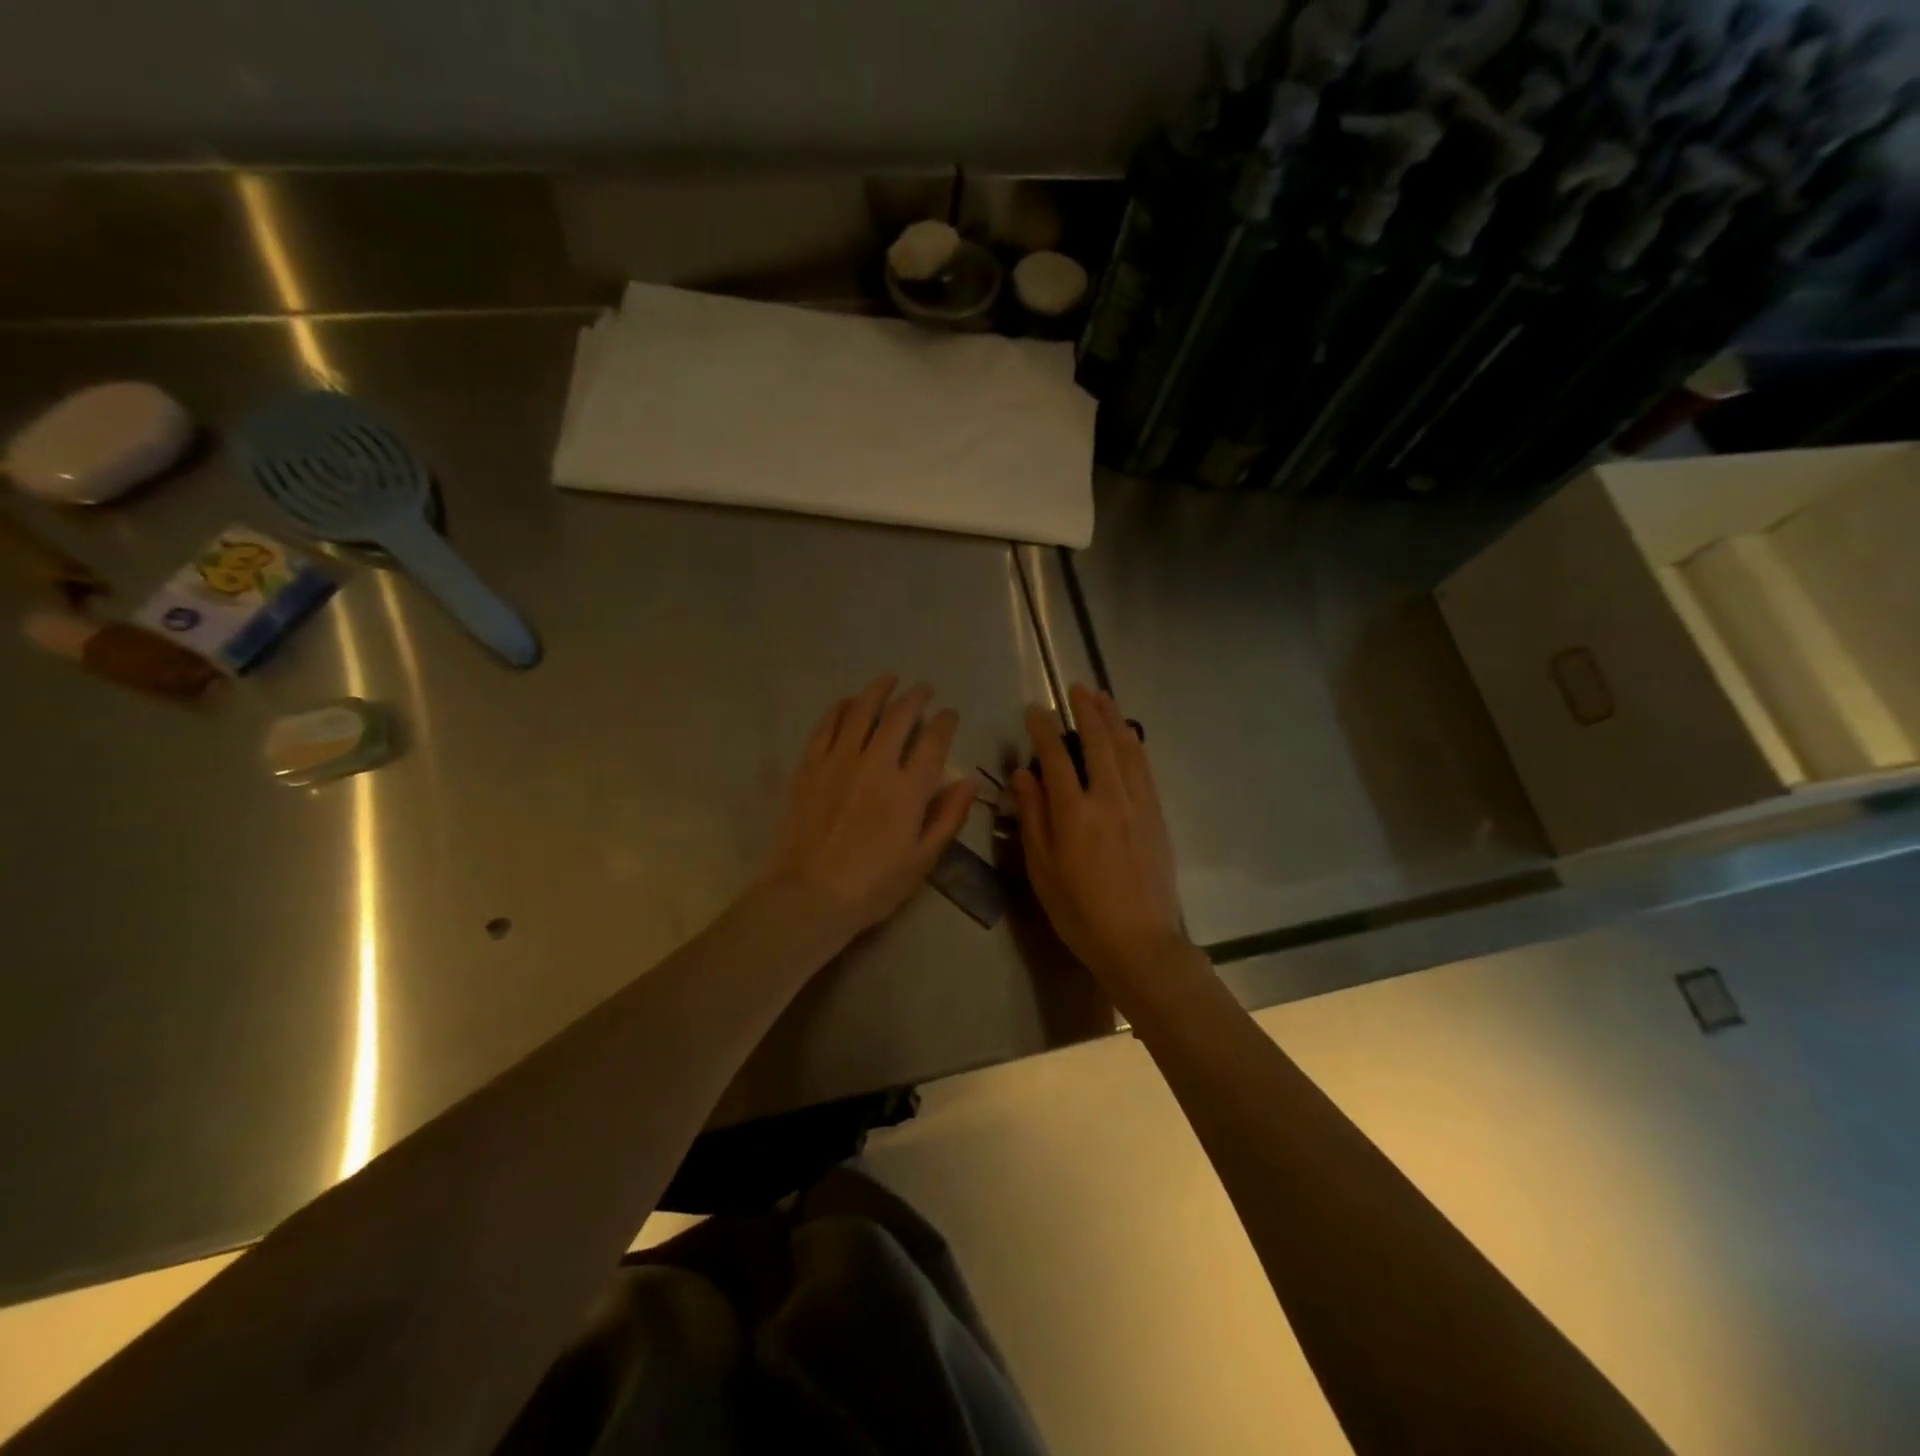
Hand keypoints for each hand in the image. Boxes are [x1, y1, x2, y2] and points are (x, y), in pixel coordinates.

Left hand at [763, 675, 975, 942]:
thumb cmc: (874, 885)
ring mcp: (839, 761)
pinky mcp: (810, 765)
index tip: (949, 714)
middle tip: (923, 690)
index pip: (934, 741)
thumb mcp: (923, 859)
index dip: (945, 721)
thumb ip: (949, 817)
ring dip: (878, 691)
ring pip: (861, 711)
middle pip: (899, 716)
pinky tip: (847, 702)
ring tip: (888, 680)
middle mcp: (876, 764)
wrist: (810, 895)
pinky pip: (826, 725)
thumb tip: (970, 781)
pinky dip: (839, 708)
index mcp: (909, 789)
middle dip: (916, 697)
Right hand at [1012, 684, 1191, 990]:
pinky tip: (1129, 734)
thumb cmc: (1079, 910)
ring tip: (1103, 697)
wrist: (1138, 941)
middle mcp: (1109, 798)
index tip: (1034, 709)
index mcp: (1074, 812)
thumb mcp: (1042, 868)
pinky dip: (1134, 744)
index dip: (1043, 729)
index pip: (1055, 756)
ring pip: (1126, 749)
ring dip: (1113, 718)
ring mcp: (1138, 804)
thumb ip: (1033, 816)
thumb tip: (1023, 773)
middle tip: (1076, 688)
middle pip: (1098, 741)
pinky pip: (1145, 768)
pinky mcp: (1156, 815)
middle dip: (1086, 710)